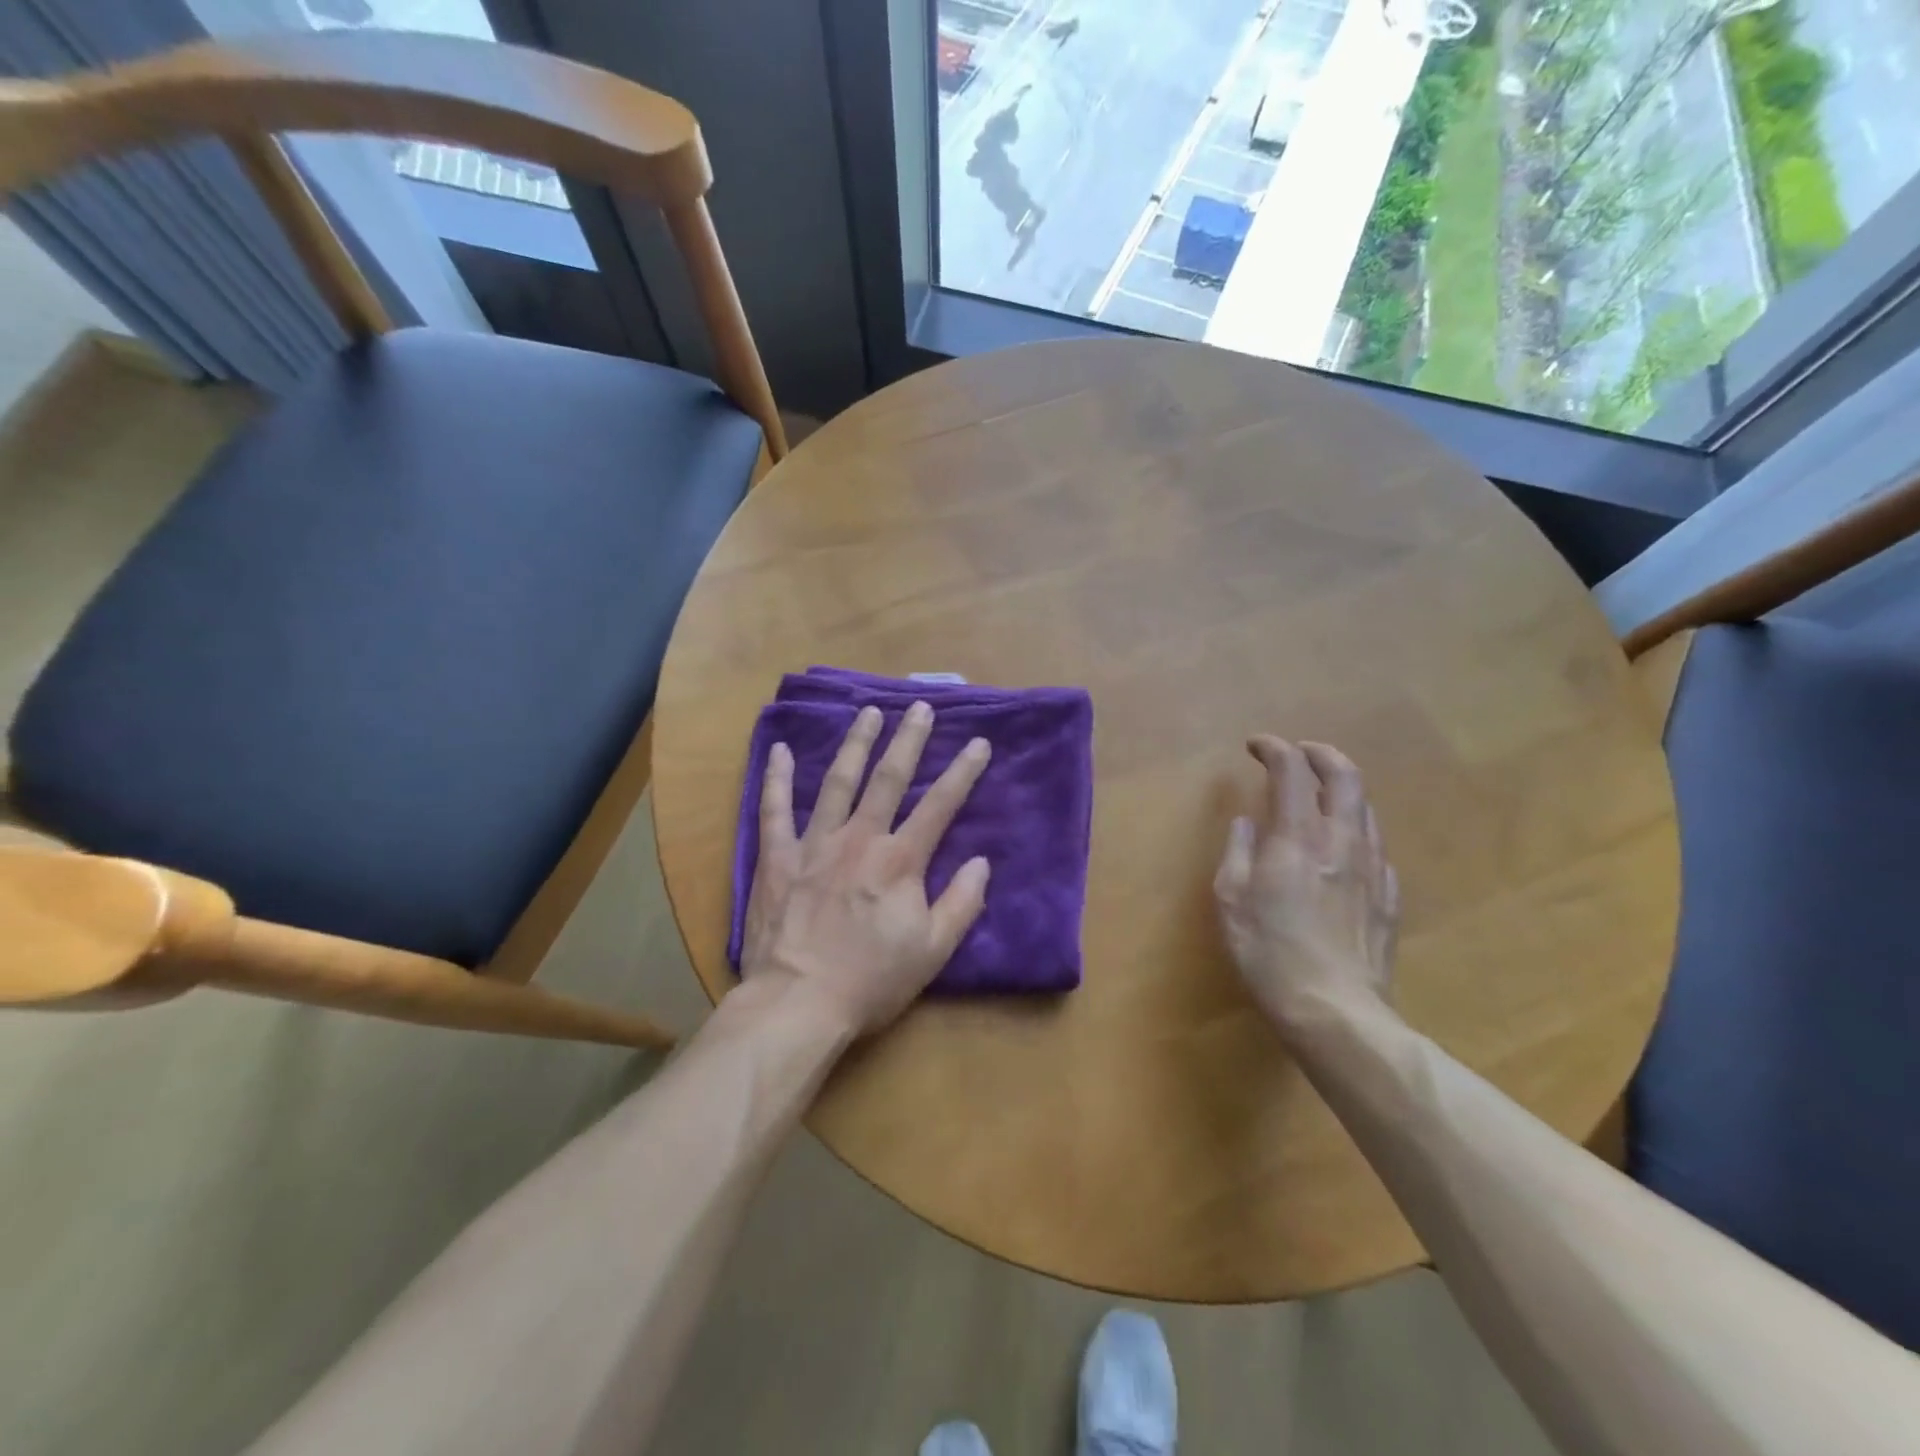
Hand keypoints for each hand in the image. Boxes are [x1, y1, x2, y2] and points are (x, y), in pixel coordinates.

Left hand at [741, 702, 992, 1036]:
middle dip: (908, 740)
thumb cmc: (871, 980)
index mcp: (900, 860)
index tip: (979, 742)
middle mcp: (860, 839)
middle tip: (919, 707)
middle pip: (889, 779)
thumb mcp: (932, 951)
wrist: (798, 1003)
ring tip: (868, 713)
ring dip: (855, 744)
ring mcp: (814, 843)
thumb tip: (981, 862)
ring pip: (837, 781)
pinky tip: (778, 749)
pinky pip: (774, 809)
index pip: (940, 806)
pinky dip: (776, 778)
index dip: (963, 772)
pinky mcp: (778, 857)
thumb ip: (962, 903)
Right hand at [1214, 736, 1400, 1037]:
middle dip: (1321, 754)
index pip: (1291, 771)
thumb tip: (1246, 824)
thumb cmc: (1268, 953)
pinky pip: (1376, 847)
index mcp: (1298, 838)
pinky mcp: (1389, 898)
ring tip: (1320, 797)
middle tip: (1300, 753)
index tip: (1255, 746)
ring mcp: (1373, 869)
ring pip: (1366, 809)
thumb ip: (1239, 852)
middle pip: (1345, 776)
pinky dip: (1356, 831)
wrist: (1334, 1011)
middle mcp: (1341, 842)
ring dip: (1341, 790)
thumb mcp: (1231, 900)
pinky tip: (1343, 848)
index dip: (1273, 749)